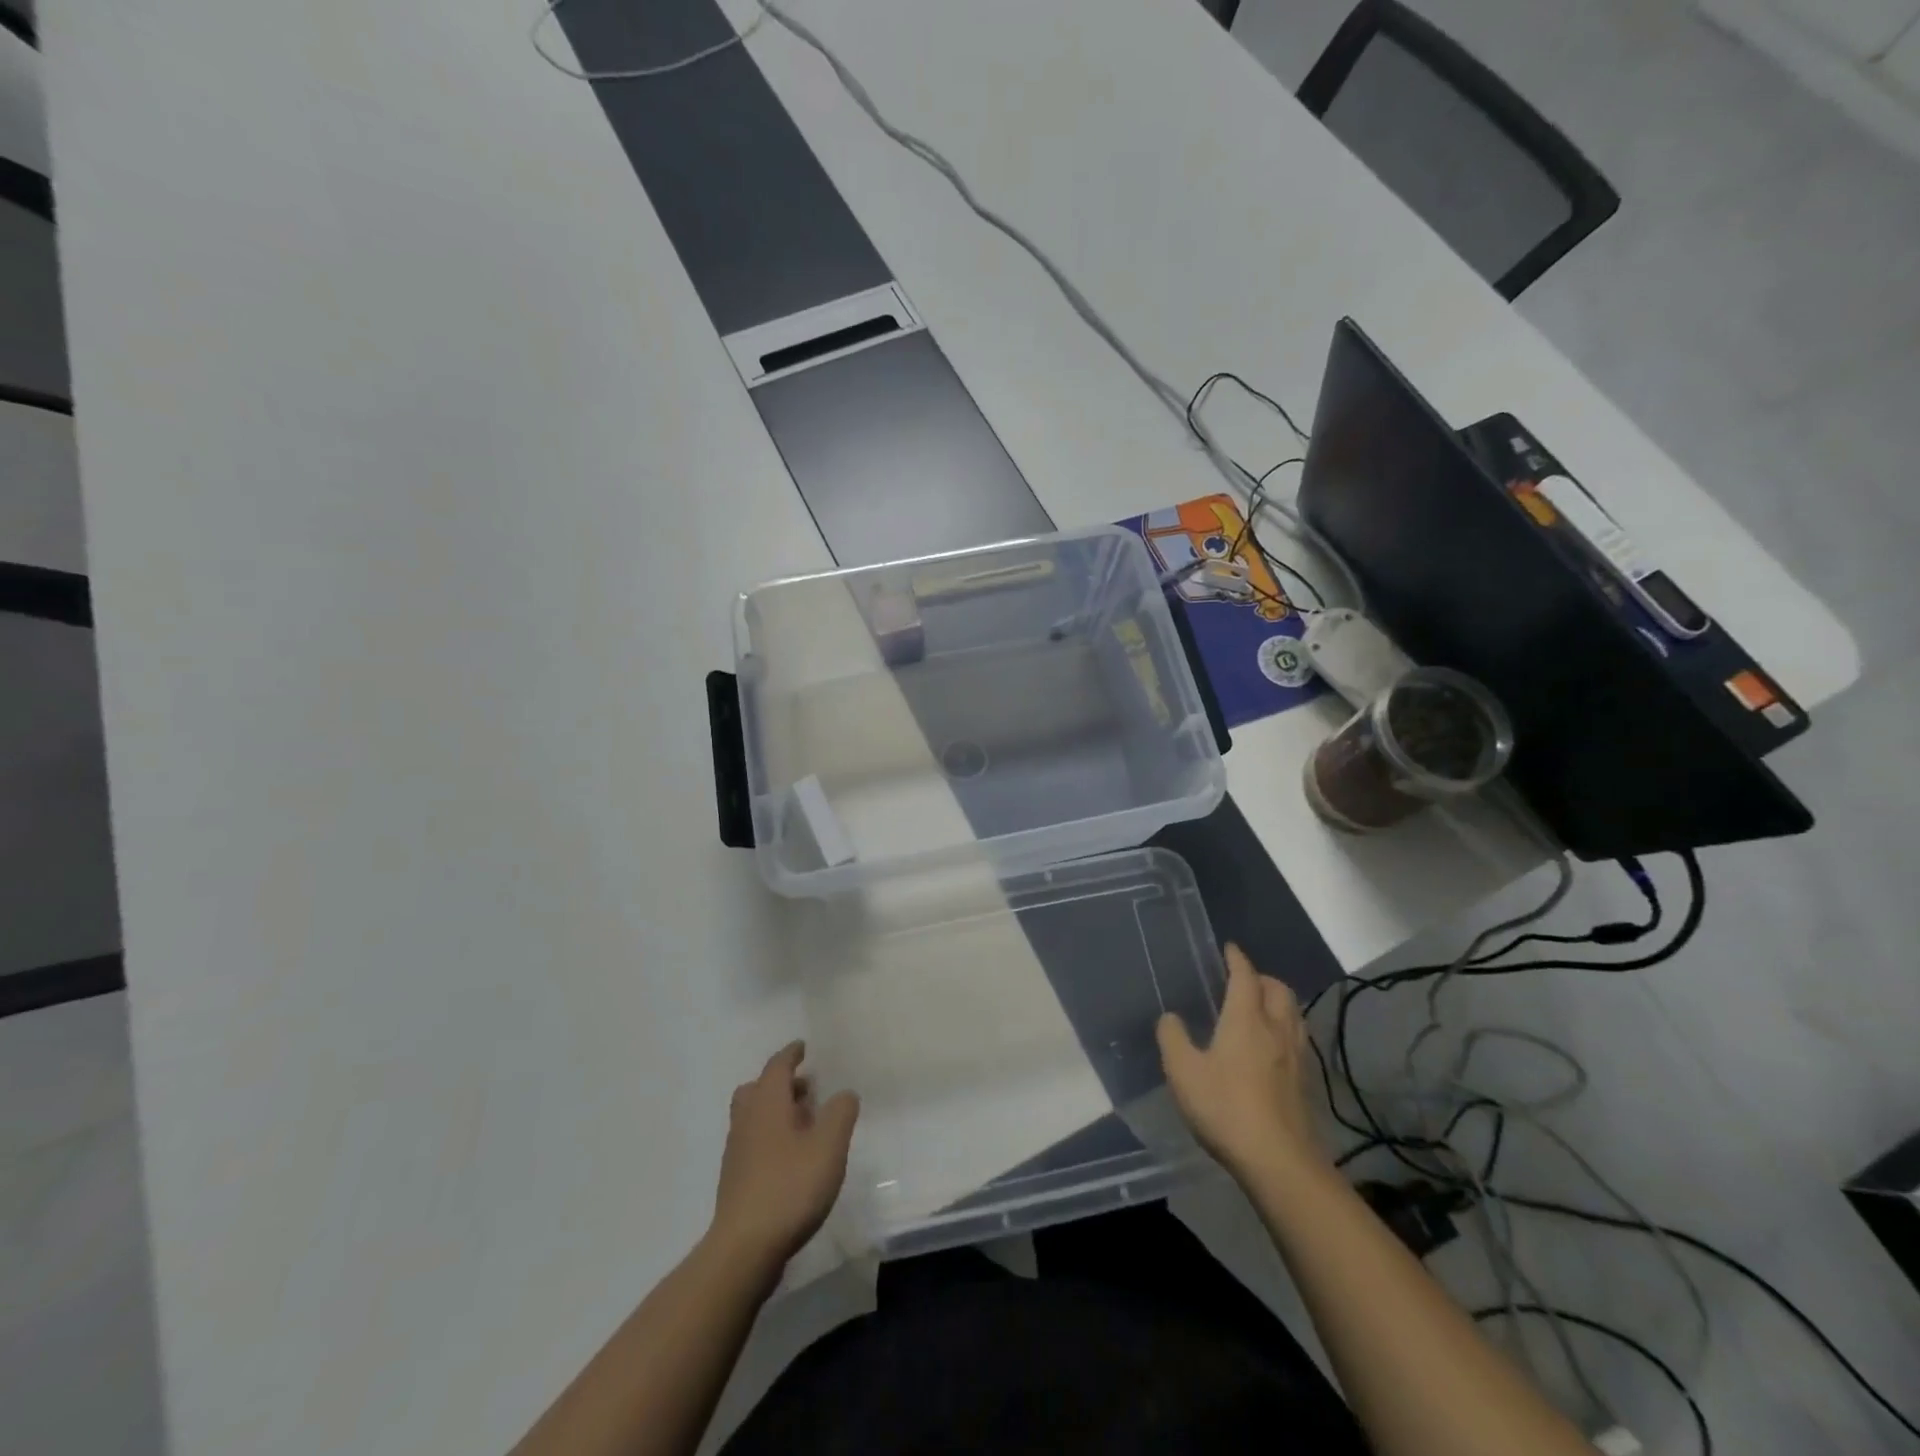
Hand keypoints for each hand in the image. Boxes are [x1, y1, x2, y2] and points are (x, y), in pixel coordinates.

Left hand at [709, 1041, 858, 1272]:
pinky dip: (770, 1136)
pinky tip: (791, 1157)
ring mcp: (737, 1151)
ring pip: (753, 1116)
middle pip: (757, 1089)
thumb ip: (840, 1113)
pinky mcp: (736, 1180)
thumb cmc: (790, 1187)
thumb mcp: (829, 1146)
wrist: (745, 1248)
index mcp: (767, 1103)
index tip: (802, 1047)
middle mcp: (747, 1120)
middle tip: (805, 1087)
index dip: (791, 1054)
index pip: (777, 1066)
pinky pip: (753, 1141)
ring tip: (804, 1123)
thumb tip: (844, 1093)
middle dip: (781, 1083)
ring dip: (775, 1110)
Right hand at [1157, 944, 1326, 1182]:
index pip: (1245, 976)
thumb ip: (1173, 1038)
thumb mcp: (1183, 1072)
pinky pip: (1298, 1038)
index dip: (1237, 959)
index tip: (1229, 948)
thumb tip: (1171, 1018)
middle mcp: (1276, 1029)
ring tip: (1260, 1008)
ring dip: (1278, 1001)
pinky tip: (1272, 1047)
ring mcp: (1296, 1056)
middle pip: (1278, 989)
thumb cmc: (1226, 1108)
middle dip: (1262, 977)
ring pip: (1294, 1013)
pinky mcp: (1306, 1082)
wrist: (1279, 1162)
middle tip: (1243, 980)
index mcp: (1246, 1019)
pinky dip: (1285, 1028)